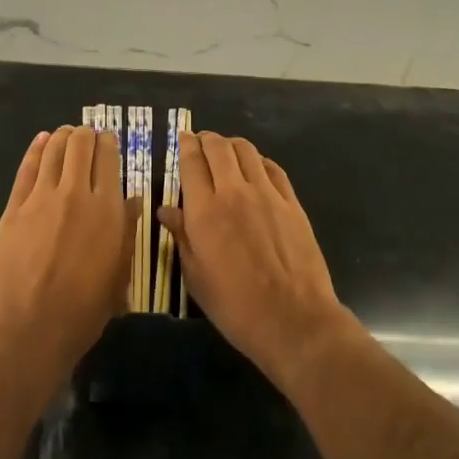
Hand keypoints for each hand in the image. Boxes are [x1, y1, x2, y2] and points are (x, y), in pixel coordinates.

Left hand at [0, 127, 133, 382]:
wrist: (30, 328)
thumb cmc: (84, 309)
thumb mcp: (118, 274)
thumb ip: (126, 231)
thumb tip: (134, 201)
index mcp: (107, 209)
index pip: (109, 158)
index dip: (109, 143)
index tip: (108, 140)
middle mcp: (76, 194)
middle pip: (80, 145)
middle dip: (86, 135)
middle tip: (87, 137)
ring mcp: (41, 198)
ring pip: (53, 150)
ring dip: (62, 137)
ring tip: (65, 134)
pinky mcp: (14, 207)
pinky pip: (26, 168)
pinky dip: (35, 149)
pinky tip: (41, 141)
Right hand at [159, 132, 352, 387]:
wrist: (293, 320)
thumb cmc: (235, 306)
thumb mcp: (196, 277)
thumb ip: (181, 236)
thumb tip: (166, 211)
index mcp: (204, 211)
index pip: (192, 161)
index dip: (185, 144)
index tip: (182, 138)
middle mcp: (234, 192)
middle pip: (219, 147)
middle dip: (206, 139)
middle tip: (201, 143)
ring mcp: (267, 194)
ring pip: (247, 150)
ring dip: (232, 145)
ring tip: (226, 152)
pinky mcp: (292, 203)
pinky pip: (273, 168)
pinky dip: (259, 161)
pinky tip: (255, 168)